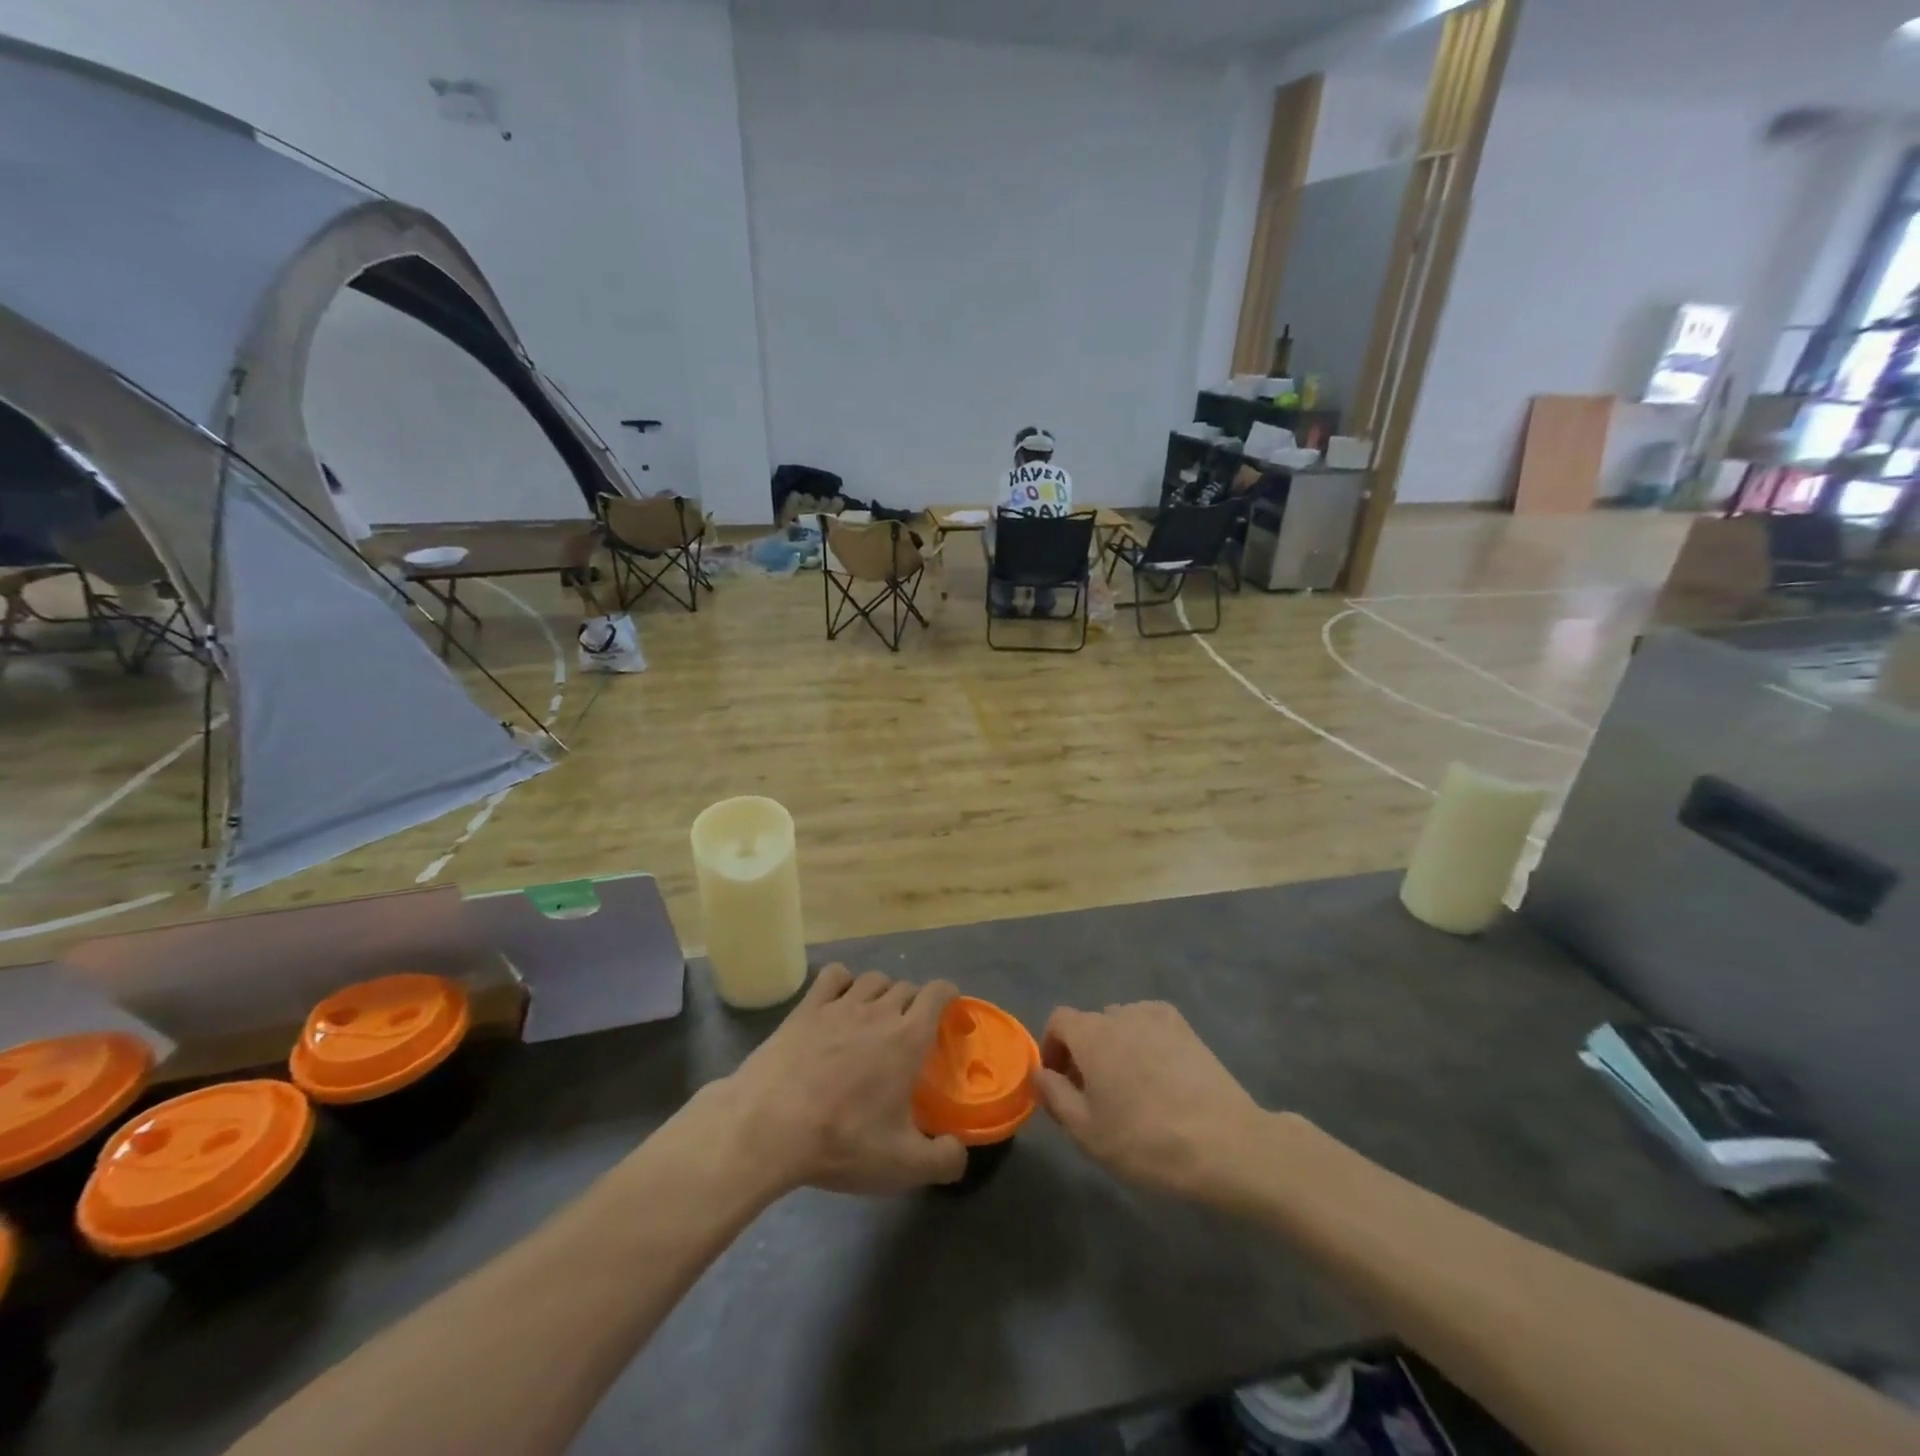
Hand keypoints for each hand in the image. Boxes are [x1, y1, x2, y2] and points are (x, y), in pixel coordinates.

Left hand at [719, 964, 966, 1195]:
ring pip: (873, 979)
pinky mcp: (805, 1008)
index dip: (948, 996)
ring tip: (876, 1018)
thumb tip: (959, 1151)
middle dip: (914, 1003)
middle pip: (906, 986)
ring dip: (882, 992)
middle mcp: (878, 1010)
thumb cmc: (842, 1141)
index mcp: (908, 1038)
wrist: (769, 1127)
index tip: (949, 1014)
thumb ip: (943, 1159)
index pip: (938, 992)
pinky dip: (843, 982)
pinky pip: (833, 976)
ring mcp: (839, 1005)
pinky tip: (838, 1002)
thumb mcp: (902, 1165)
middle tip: (909, 1033)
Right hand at [1034, 1001, 1270, 1202]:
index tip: (1060, 1084)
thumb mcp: (1087, 1132)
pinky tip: (1160, 1080)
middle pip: (1091, 1024)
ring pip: (1123, 1026)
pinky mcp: (1187, 1029)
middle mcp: (1121, 1013)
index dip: (1052, 1048)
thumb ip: (1054, 1096)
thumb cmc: (1146, 1141)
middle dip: (1085, 1053)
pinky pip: (1151, 1028)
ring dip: (1116, 1048)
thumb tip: (1039, 1073)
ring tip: (1131, 1090)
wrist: (1225, 1144)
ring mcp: (1157, 1017)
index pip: (1058, 1021)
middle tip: (1095, 1096)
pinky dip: (1146, 1044)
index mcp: (1092, 1033)